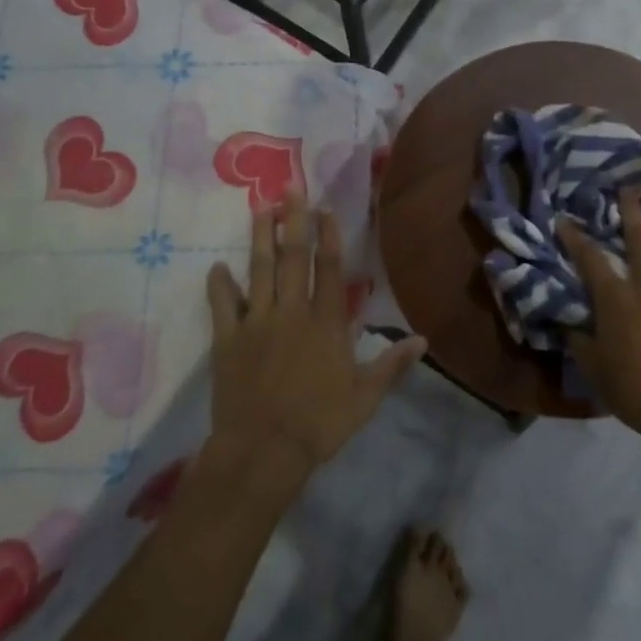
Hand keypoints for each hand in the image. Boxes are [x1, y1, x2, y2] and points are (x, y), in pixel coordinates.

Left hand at [206, 193, 425, 496]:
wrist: (264, 451)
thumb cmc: (319, 424)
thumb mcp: (365, 397)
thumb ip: (391, 364)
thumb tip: (423, 339)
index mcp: (326, 323)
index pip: (328, 269)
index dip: (328, 236)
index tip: (325, 209)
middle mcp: (292, 312)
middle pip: (292, 258)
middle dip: (293, 220)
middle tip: (289, 188)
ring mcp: (257, 323)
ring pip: (258, 271)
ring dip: (259, 238)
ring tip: (259, 209)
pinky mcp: (228, 340)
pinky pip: (222, 306)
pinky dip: (219, 285)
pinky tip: (217, 267)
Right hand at [560, 192, 640, 446]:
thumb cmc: (634, 391)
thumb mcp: (593, 367)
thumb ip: (578, 339)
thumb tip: (567, 322)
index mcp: (615, 299)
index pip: (589, 259)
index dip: (574, 237)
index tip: (565, 219)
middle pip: (639, 239)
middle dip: (632, 211)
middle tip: (629, 189)